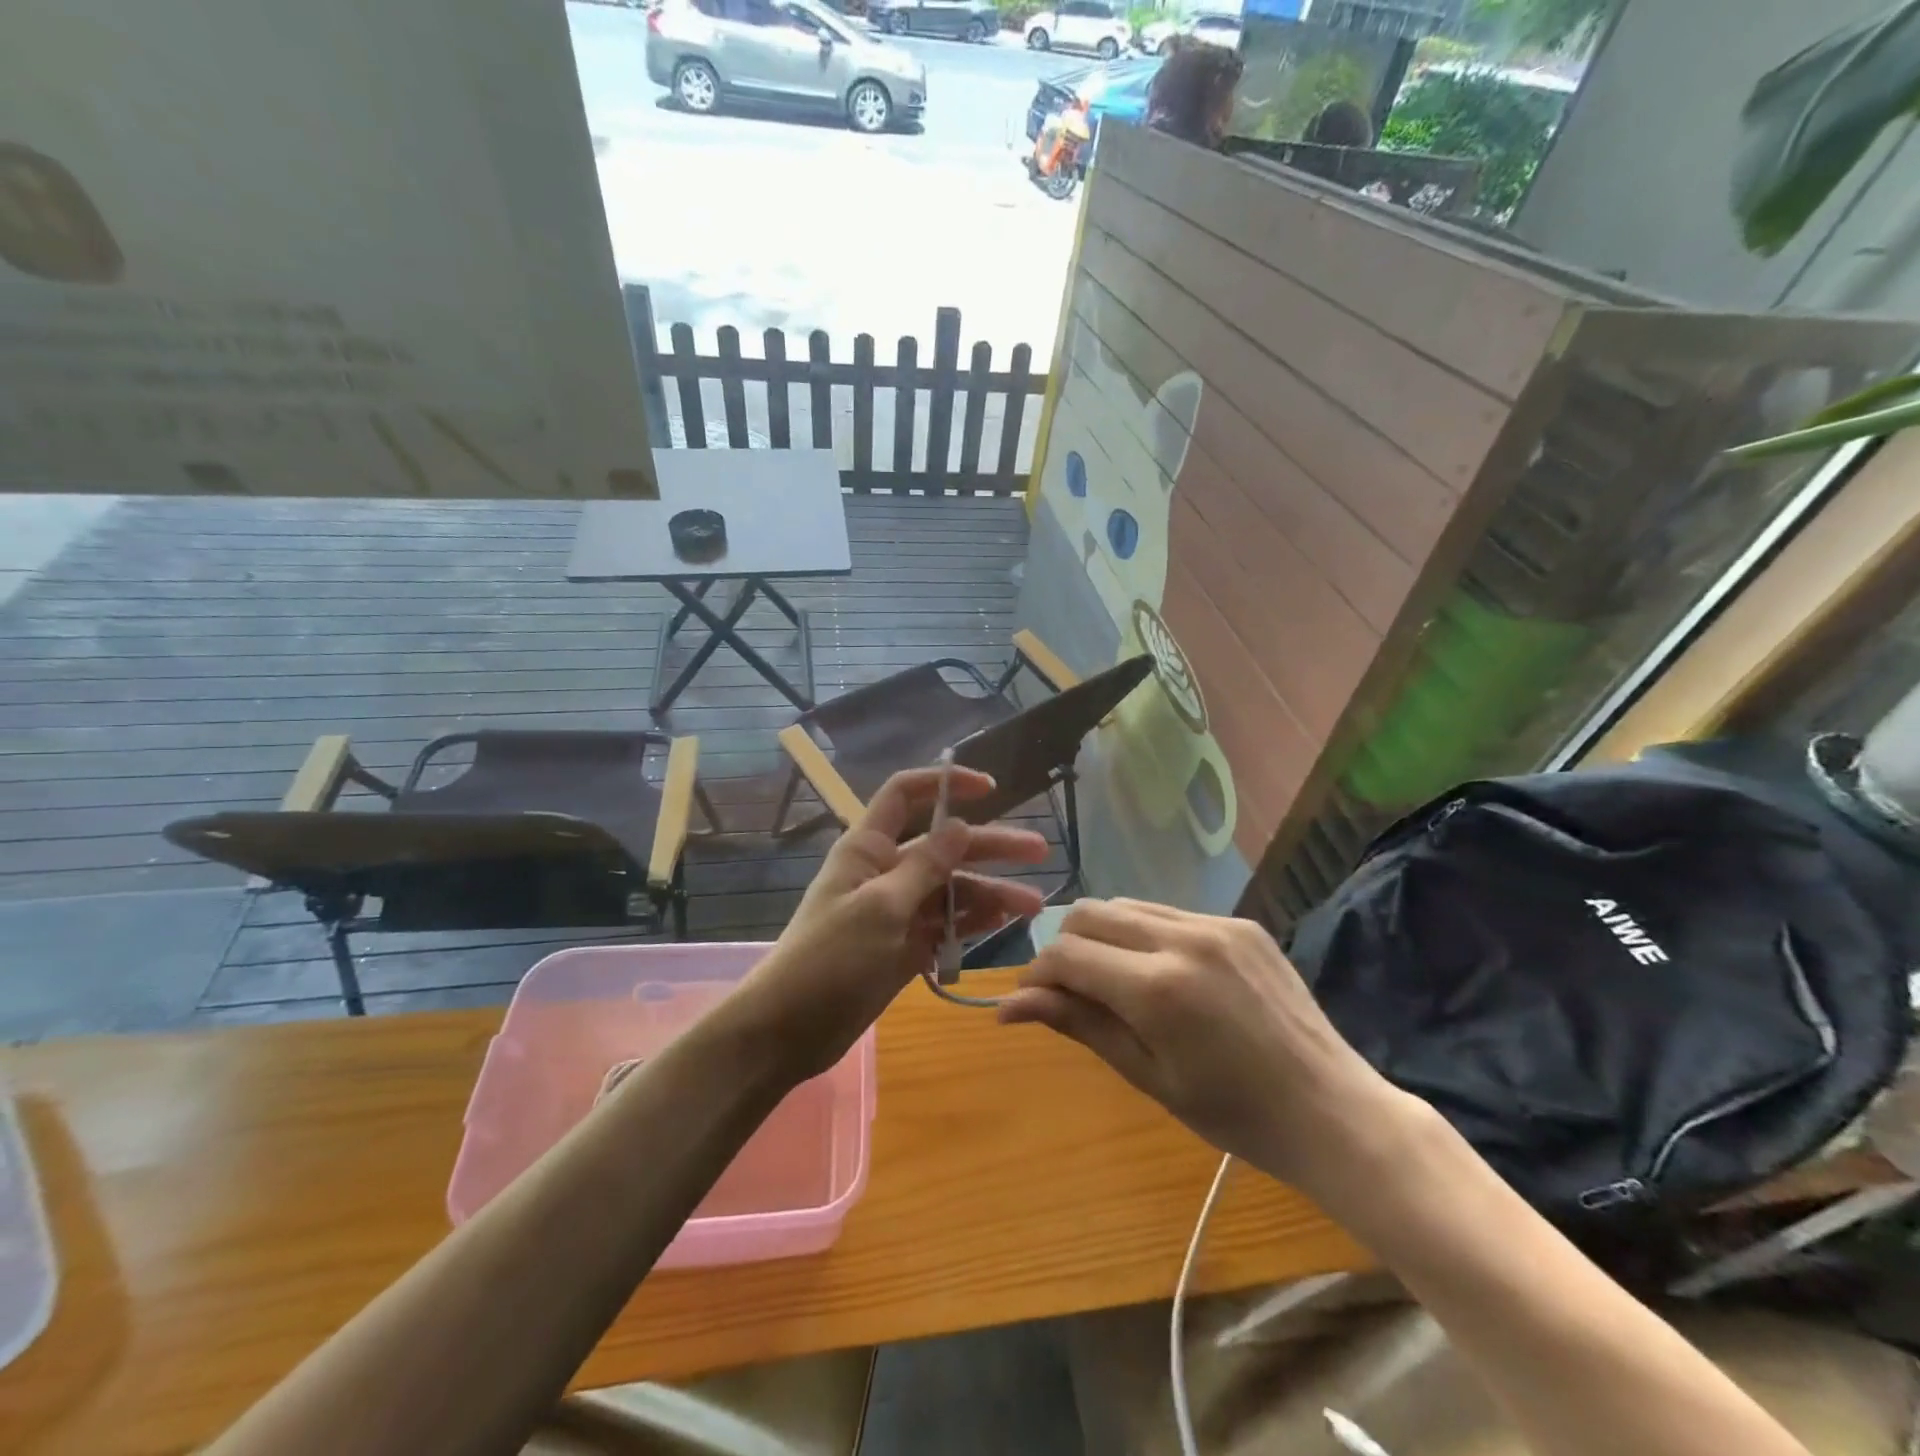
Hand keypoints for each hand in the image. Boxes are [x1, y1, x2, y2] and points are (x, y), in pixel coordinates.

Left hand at [735, 766, 1047, 1079]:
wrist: (790, 1030)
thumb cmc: (829, 959)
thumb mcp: (880, 908)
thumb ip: (924, 868)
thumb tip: (960, 826)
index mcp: (869, 848)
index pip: (905, 795)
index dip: (945, 784)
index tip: (989, 789)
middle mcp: (886, 871)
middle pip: (944, 846)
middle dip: (990, 846)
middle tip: (1040, 850)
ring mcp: (897, 910)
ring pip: (951, 889)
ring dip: (991, 893)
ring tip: (1033, 904)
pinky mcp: (905, 945)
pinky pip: (945, 924)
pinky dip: (972, 922)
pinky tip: (1004, 922)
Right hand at [999, 899, 1413, 1197]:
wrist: (1331, 1110)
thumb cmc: (1234, 1114)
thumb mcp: (1147, 1076)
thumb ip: (1079, 1024)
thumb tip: (1010, 1005)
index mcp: (1157, 988)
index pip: (1067, 954)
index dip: (1038, 974)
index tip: (1031, 1000)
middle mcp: (1182, 939)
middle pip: (1089, 913)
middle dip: (1065, 947)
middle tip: (1070, 991)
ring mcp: (1216, 924)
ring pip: (1127, 905)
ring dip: (1103, 935)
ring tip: (1115, 981)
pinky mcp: (1240, 922)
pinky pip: (1169, 912)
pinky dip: (1146, 934)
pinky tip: (1164, 973)